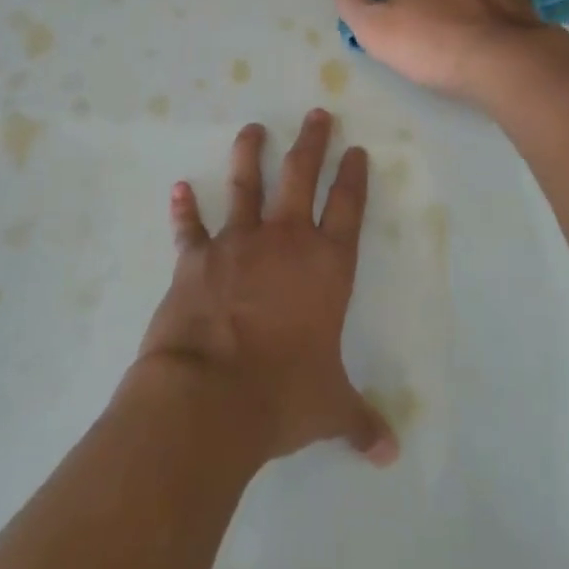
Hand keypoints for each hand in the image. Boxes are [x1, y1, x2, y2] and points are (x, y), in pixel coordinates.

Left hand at [135, 109, 398, 466]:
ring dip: (249, 154)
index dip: (354, 177)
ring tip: (253, 127)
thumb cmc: (281, 395)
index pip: (348, 209)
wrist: (209, 396)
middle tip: (317, 113)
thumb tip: (390, 454)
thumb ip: (359, 422)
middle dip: (312, 143)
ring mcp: (237, 243)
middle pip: (301, 177)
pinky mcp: (196, 257)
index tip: (357, 150)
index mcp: (325, 267)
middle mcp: (285, 242)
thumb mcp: (330, 409)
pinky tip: (178, 187)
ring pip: (246, 185)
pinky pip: (190, 226)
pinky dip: (183, 208)